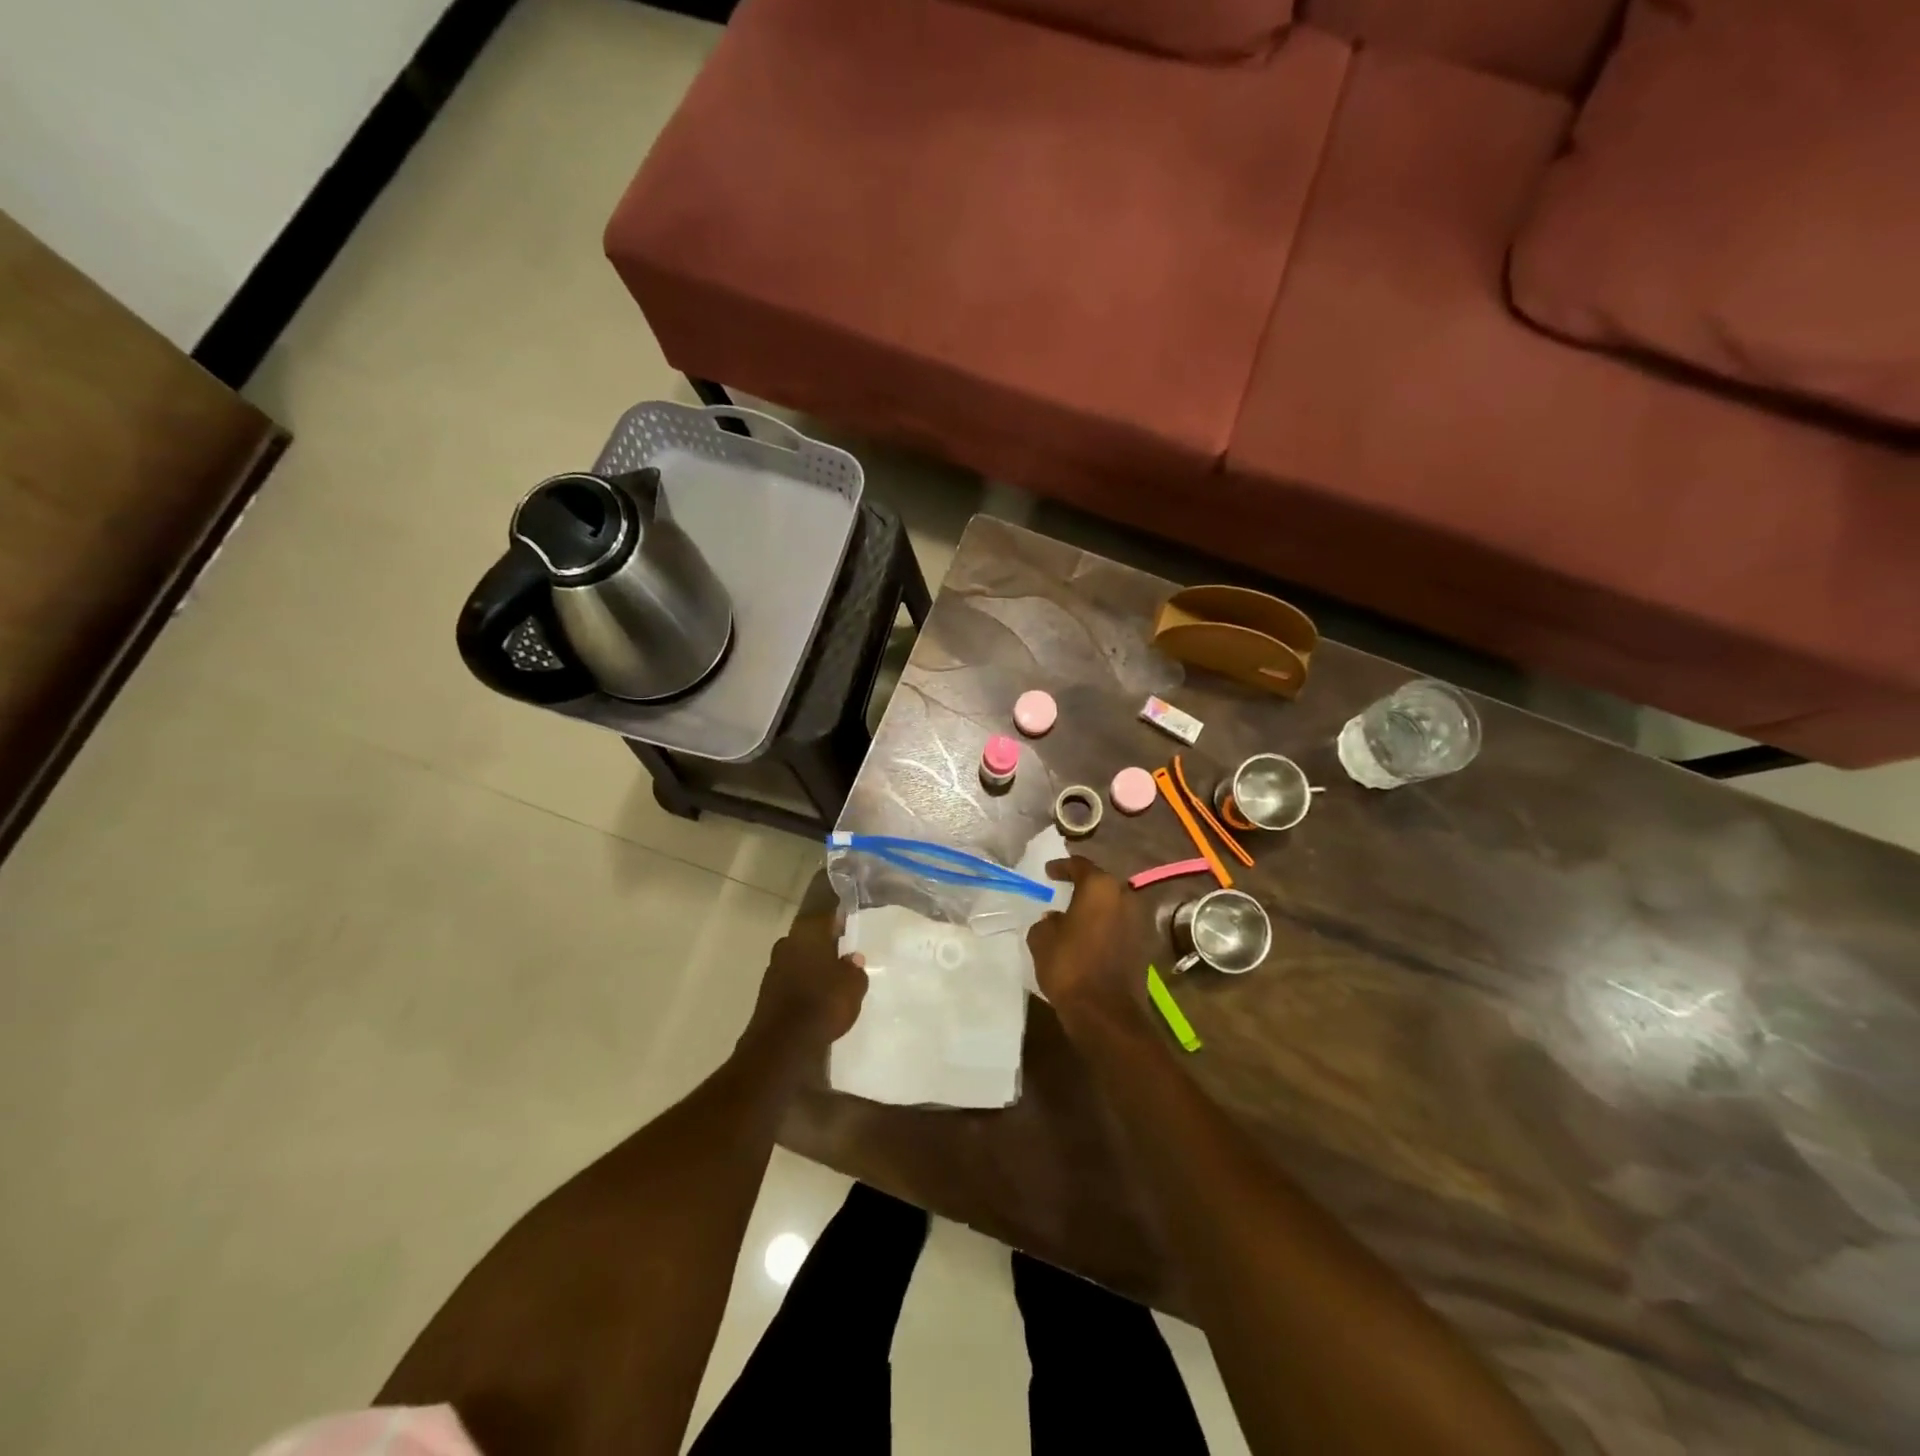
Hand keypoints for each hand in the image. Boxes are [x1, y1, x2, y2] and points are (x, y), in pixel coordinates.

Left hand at [743, 912, 867, 1057]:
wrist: (783, 1043)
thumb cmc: (824, 1002)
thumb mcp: (854, 985)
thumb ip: (855, 969)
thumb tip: (852, 959)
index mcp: (808, 933)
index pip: (825, 918)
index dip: (838, 922)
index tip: (848, 928)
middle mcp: (787, 944)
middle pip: (808, 938)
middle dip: (823, 945)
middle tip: (841, 954)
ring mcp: (773, 969)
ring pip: (797, 959)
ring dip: (811, 966)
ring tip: (831, 979)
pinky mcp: (766, 993)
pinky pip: (790, 981)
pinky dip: (802, 985)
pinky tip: (815, 998)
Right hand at [1026, 857, 1153, 1035]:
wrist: (1105, 1012)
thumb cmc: (1070, 966)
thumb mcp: (1042, 939)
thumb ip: (1046, 922)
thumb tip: (1054, 919)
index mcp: (1100, 887)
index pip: (1080, 865)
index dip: (1062, 866)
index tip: (1049, 871)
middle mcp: (1124, 896)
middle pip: (1101, 883)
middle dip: (1082, 886)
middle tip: (1063, 890)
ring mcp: (1138, 921)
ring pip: (1112, 905)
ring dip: (1095, 908)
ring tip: (1074, 916)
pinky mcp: (1143, 945)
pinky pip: (1119, 926)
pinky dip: (1104, 926)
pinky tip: (1088, 937)